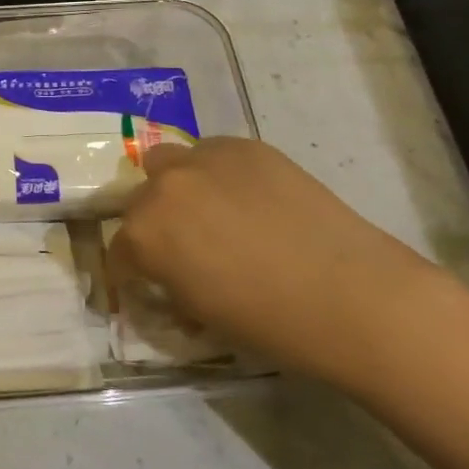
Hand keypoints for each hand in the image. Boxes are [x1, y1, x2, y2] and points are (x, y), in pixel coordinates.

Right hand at [110, 137, 438, 385]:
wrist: (350, 294)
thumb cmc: (270, 322)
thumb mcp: (201, 315)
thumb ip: (171, 286)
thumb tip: (171, 280)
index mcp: (144, 234)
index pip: (118, 252)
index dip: (129, 272)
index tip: (143, 283)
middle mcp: (162, 188)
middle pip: (138, 200)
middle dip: (152, 225)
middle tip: (182, 247)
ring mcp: (203, 160)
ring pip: (168, 162)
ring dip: (177, 186)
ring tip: (209, 211)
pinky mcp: (244, 146)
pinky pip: (213, 153)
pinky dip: (218, 174)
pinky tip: (249, 199)